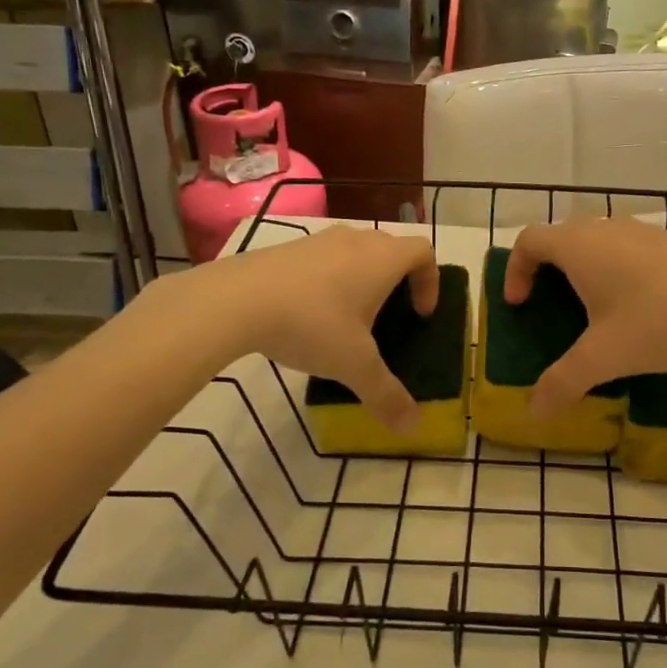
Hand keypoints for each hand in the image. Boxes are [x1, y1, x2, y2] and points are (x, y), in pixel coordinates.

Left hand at [201, 227, 438, 430]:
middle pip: (390, 249)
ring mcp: (318, 240)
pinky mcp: (287, 248)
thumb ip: (386, 394)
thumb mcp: (353, 365)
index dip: (430, 280)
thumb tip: (413, 427)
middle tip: (388, 316)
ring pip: (354, 252)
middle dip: (397, 280)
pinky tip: (308, 315)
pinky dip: (328, 280)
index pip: (422, 252)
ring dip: (361, 278)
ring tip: (347, 318)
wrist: (236, 299)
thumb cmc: (311, 323)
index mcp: (383, 259)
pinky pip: (322, 259)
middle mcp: (356, 241)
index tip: (420, 313)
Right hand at [504, 218, 666, 416]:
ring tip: (592, 308)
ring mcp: (641, 231)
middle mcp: (605, 228)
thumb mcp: (604, 357)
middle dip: (546, 268)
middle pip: (561, 236)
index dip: (515, 269)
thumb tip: (534, 412)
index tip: (520, 304)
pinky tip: (636, 306)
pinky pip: (626, 248)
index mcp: (578, 246)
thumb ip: (563, 382)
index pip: (529, 240)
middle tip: (549, 305)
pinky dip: (614, 269)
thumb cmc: (656, 321)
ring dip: (583, 268)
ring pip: (596, 240)